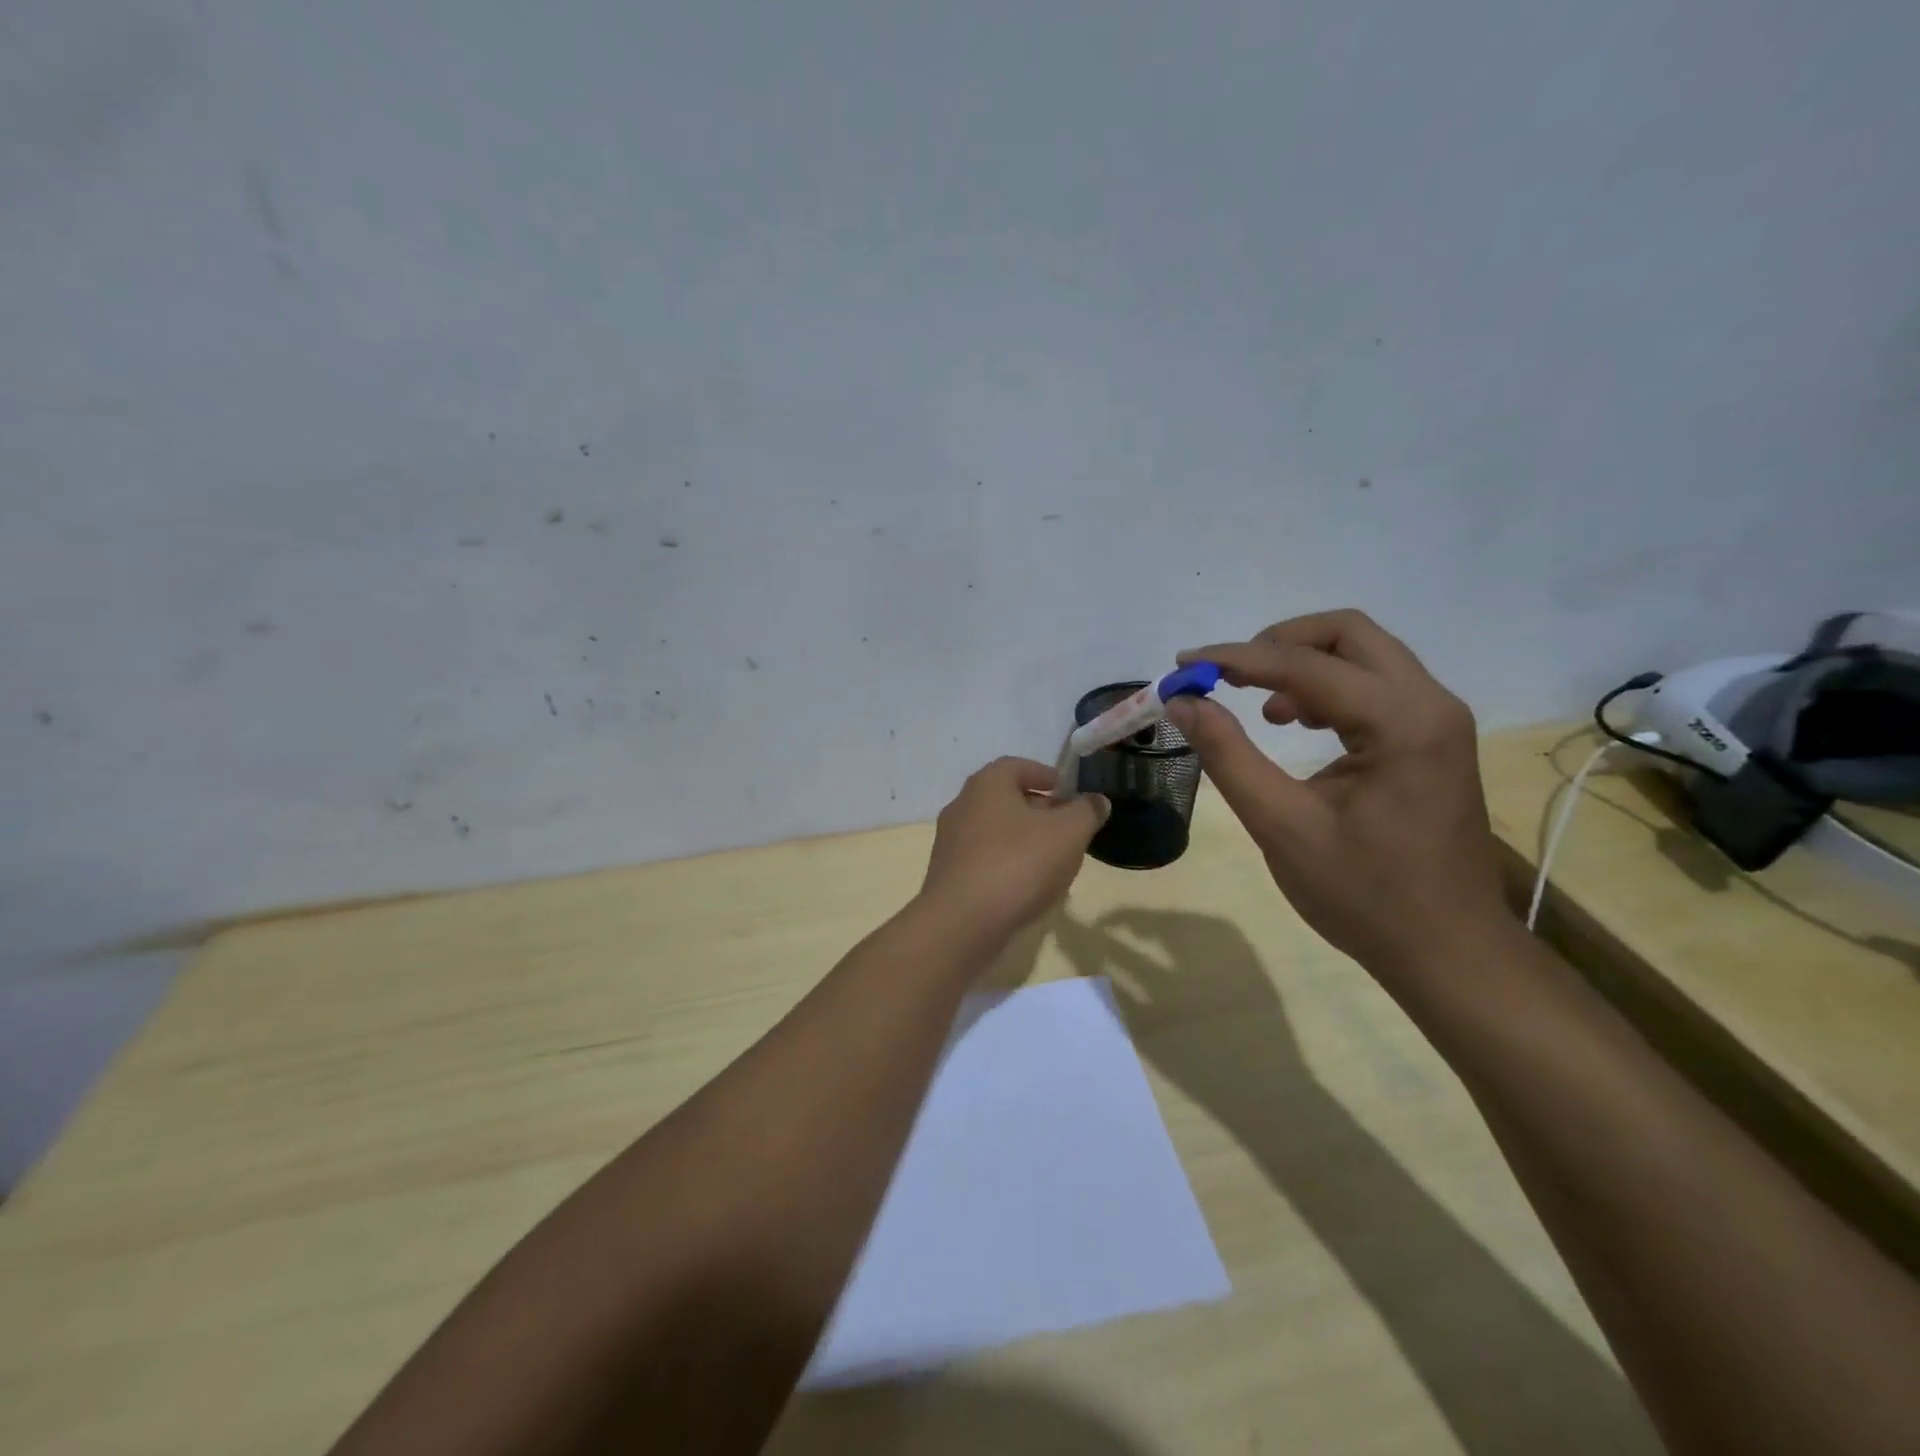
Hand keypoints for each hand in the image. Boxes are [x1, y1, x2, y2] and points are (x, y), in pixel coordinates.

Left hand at [918, 757, 1108, 954]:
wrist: (961, 923)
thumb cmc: (1018, 864)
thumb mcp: (1068, 833)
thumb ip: (1086, 812)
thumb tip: (1096, 800)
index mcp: (987, 784)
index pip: (1017, 766)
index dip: (1045, 775)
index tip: (1068, 792)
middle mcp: (962, 806)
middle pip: (1006, 800)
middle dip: (1039, 811)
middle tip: (1068, 829)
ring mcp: (950, 843)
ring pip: (996, 833)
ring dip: (1025, 842)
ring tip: (1056, 863)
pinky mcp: (948, 876)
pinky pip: (986, 862)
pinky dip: (1009, 867)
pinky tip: (1030, 890)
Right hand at [1166, 610, 1512, 978]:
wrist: (1446, 950)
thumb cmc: (1363, 895)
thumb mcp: (1281, 825)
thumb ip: (1228, 755)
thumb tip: (1183, 704)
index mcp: (1402, 722)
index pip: (1306, 664)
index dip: (1237, 658)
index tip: (1184, 666)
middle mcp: (1430, 705)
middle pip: (1348, 633)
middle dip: (1278, 642)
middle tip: (1226, 673)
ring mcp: (1436, 720)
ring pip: (1363, 654)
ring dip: (1302, 664)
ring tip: (1255, 705)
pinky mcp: (1430, 739)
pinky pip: (1373, 687)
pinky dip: (1325, 688)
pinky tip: (1293, 723)